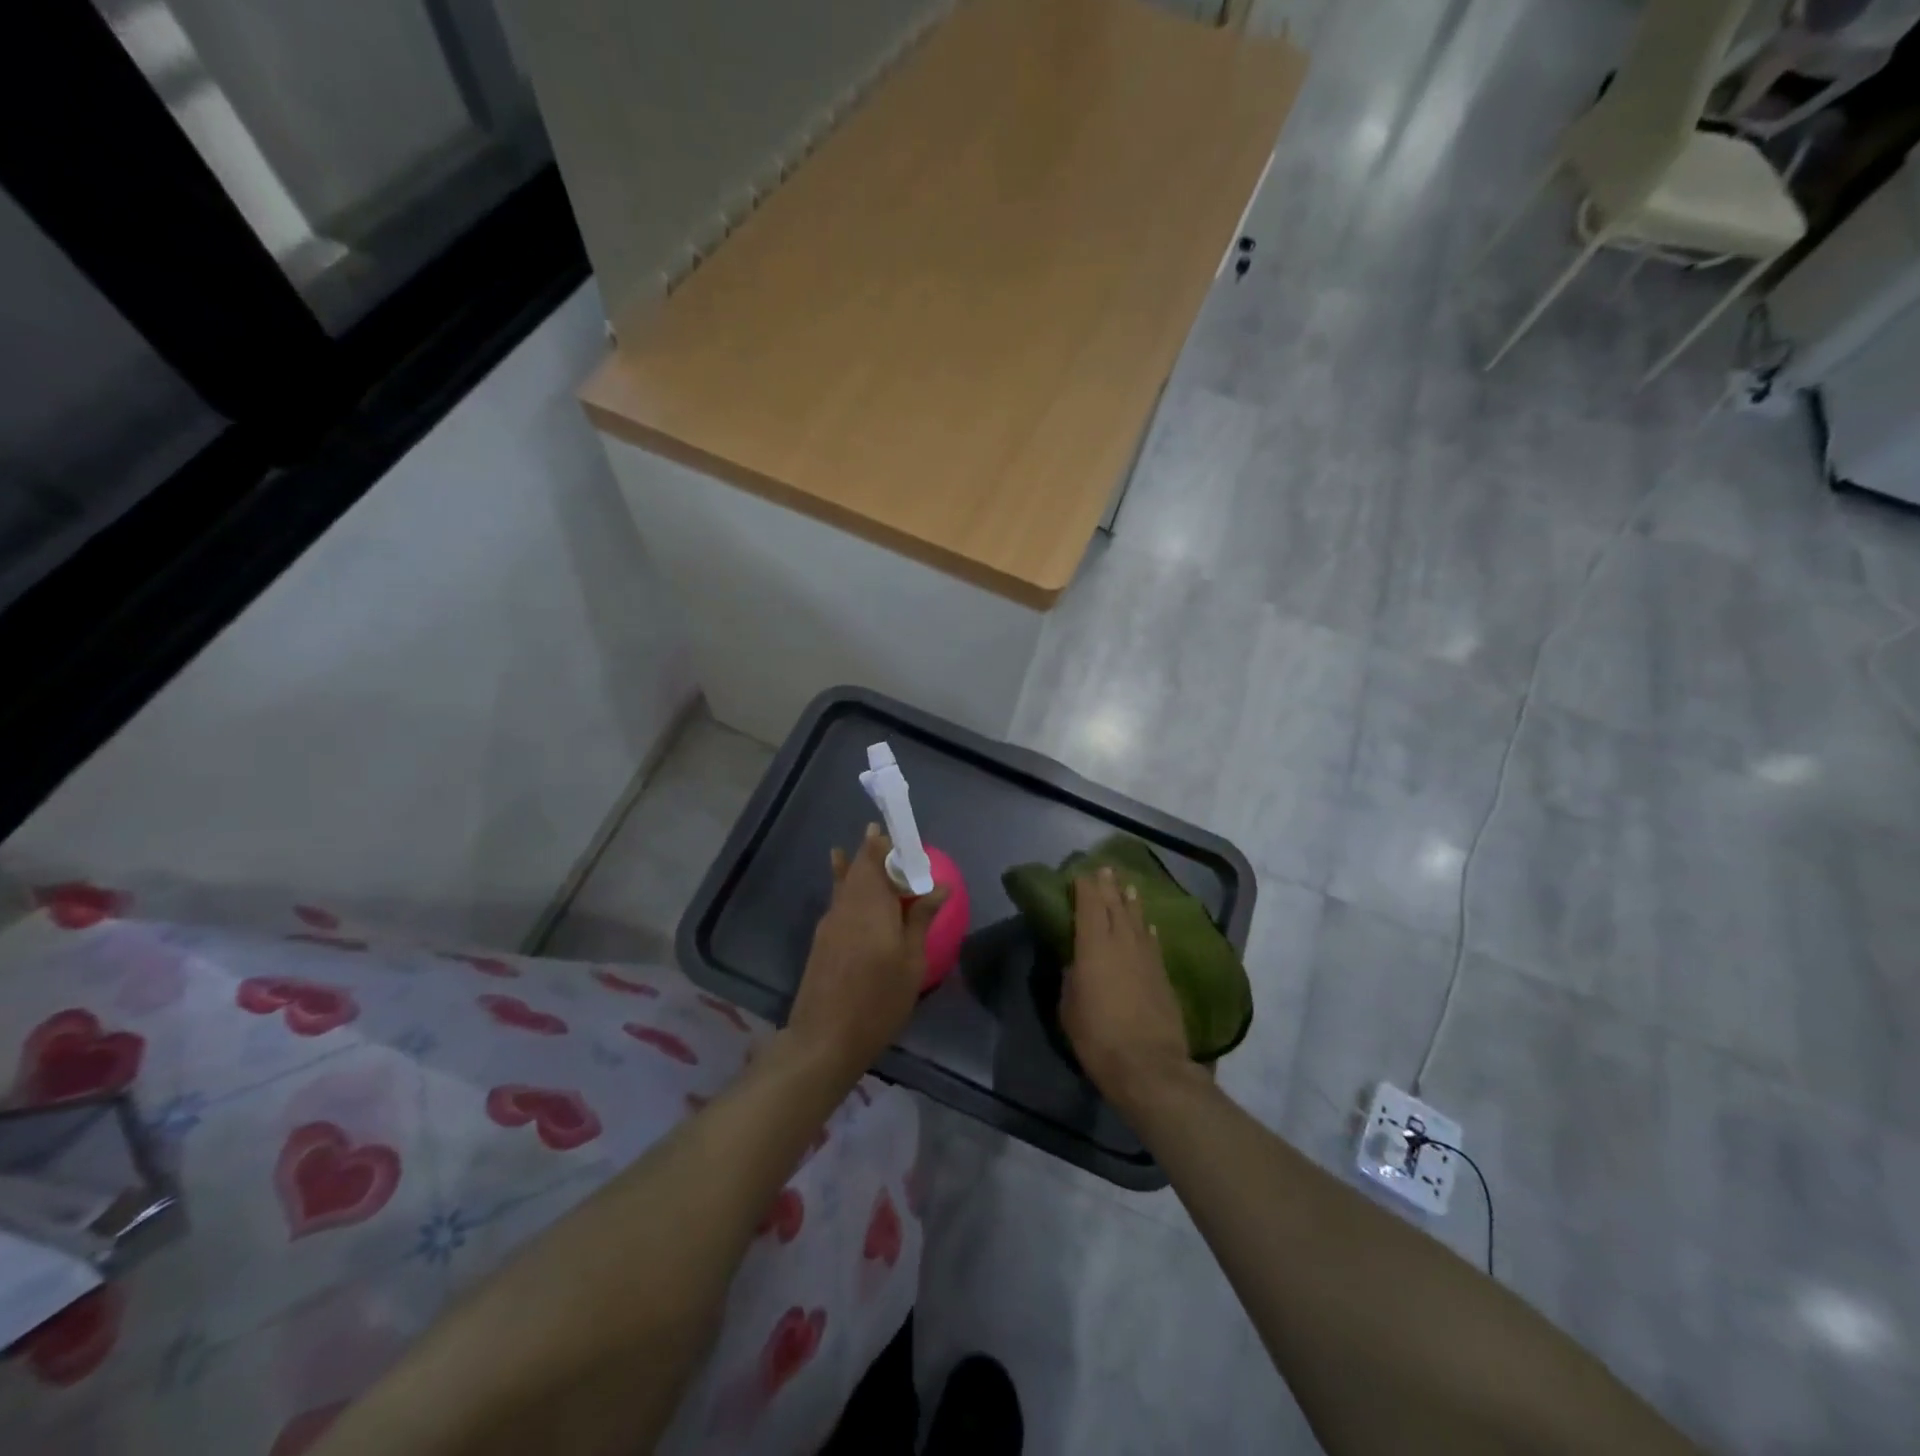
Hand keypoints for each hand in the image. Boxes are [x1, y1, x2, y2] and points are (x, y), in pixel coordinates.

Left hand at [787, 825, 947, 1078]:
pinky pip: (838, 899)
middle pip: (859, 867)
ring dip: (856, 864)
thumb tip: (937, 887)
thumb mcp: (911, 962)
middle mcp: (847, 905)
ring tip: (861, 844)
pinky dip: (845, 884)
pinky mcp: (822, 940)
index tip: (902, 834)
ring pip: (845, 882)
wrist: (824, 1039)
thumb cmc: (878, 1001)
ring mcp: (831, 922)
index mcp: (872, 905)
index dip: (889, 844)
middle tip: (884, 835)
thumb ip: (920, 920)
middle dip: (872, 849)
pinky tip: (846, 883)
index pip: (878, 860)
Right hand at [1061, 868, 1194, 1113]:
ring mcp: (1146, 957)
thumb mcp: (1069, 1007)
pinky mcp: (1163, 974)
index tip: (1081, 874)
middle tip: (1105, 869)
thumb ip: (1072, 978)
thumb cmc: (1097, 1037)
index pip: (1089, 906)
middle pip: (1115, 906)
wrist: (1148, 1065)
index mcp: (1093, 947)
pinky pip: (1153, 942)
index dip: (1085, 888)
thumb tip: (1077, 963)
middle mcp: (1121, 943)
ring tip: (1128, 887)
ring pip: (1137, 920)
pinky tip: (1148, 925)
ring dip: (1131, 902)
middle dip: (1108, 886)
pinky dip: (1148, 929)